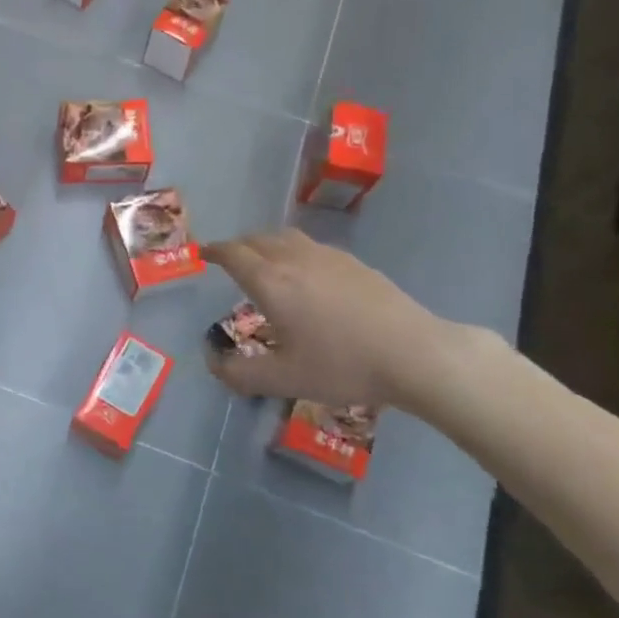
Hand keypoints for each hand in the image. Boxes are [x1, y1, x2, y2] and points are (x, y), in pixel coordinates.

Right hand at [205, 229, 451, 410]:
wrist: (414, 353)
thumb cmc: (342, 365)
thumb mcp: (284, 380)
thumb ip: (241, 374)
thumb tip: (214, 365)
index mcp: (271, 282)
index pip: (233, 254)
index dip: (215, 252)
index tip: (204, 254)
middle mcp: (294, 259)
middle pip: (257, 239)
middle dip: (239, 247)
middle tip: (231, 261)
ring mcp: (328, 257)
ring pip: (286, 238)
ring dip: (267, 244)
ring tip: (266, 263)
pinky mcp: (355, 263)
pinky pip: (312, 247)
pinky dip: (295, 252)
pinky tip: (309, 276)